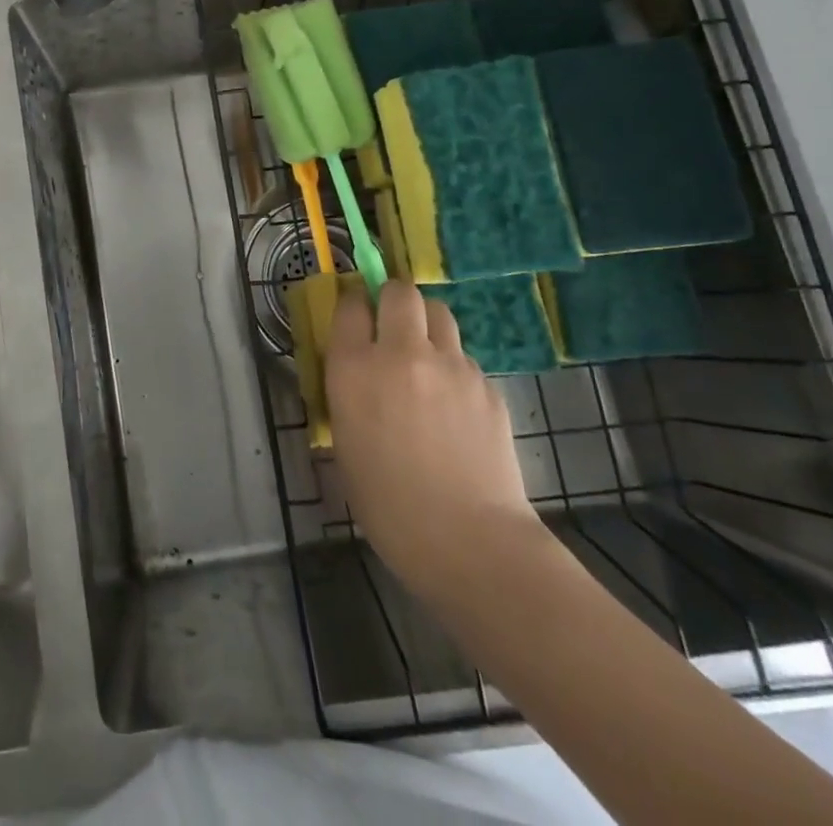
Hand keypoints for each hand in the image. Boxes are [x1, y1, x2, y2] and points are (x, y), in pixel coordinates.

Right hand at [324, 281, 542, 602]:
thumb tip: (357, 374)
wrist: (469, 541)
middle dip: (393, 299)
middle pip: (400, 291)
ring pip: (439, 314)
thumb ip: (349, 394)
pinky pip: (465, 358)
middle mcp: (401, 352)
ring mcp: (451, 364)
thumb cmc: (388, 504)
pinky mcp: (487, 384)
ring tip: (426, 360)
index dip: (352, 305)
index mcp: (354, 367)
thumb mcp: (345, 442)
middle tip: (392, 326)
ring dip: (427, 325)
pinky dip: (455, 369)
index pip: (350, 304)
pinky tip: (456, 409)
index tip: (355, 317)